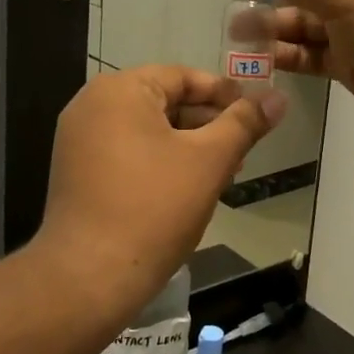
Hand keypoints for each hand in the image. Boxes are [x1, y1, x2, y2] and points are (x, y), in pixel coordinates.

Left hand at [36, 66, 285, 311]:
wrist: (88, 276)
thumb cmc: (154, 208)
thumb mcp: (209, 160)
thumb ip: (244, 123)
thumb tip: (278, 97)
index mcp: (120, 90)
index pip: (183, 77)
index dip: (224, 94)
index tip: (256, 115)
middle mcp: (92, 104)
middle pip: (164, 101)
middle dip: (207, 123)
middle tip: (243, 148)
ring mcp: (78, 139)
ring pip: (147, 129)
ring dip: (186, 145)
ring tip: (222, 172)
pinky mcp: (75, 171)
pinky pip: (126, 151)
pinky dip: (158, 160)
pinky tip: (186, 188)